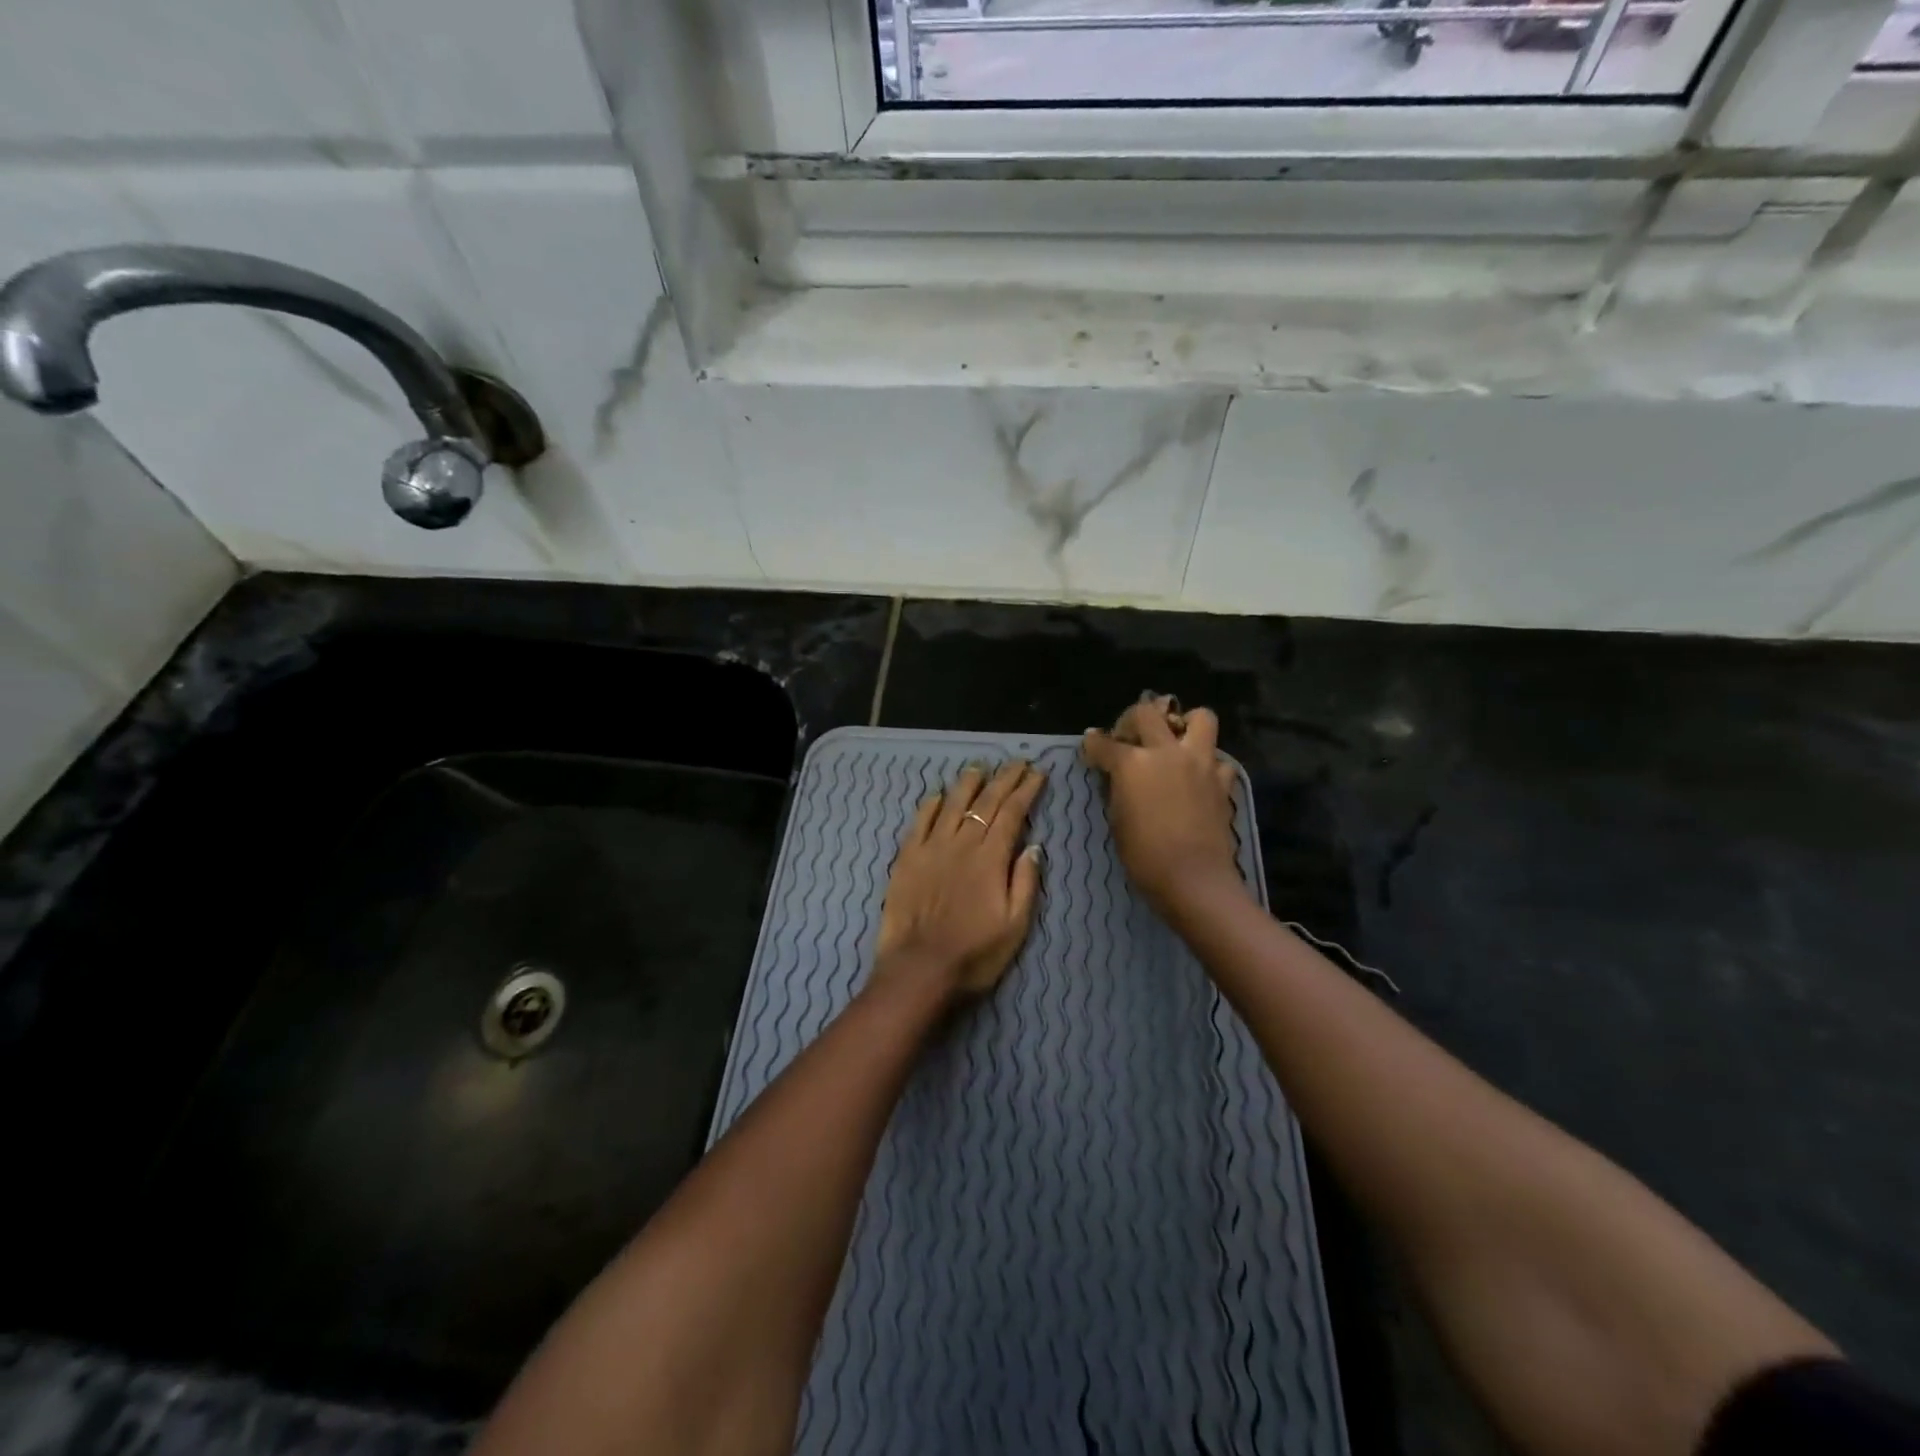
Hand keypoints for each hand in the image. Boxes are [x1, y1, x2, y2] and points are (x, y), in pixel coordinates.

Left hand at [873, 760, 1045, 1004]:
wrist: (918, 970)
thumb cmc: (974, 954)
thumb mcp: (1015, 926)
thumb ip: (1025, 882)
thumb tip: (1034, 845)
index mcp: (990, 859)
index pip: (1012, 814)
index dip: (1026, 791)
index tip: (1037, 773)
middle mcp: (961, 844)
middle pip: (985, 802)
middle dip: (1004, 779)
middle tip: (1016, 762)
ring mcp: (930, 848)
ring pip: (951, 804)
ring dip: (968, 783)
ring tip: (979, 767)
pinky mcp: (906, 859)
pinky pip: (919, 822)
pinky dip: (930, 805)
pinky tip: (938, 795)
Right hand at [1082, 697, 1246, 916]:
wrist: (1194, 880)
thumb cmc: (1144, 856)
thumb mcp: (1117, 820)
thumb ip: (1116, 789)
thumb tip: (1114, 775)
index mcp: (1133, 763)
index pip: (1104, 743)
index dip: (1093, 744)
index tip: (1090, 746)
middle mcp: (1167, 752)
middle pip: (1146, 713)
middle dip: (1131, 719)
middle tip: (1129, 738)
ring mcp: (1200, 762)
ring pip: (1199, 717)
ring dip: (1184, 723)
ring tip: (1174, 742)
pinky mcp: (1222, 781)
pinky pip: (1218, 759)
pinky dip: (1207, 763)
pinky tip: (1196, 778)